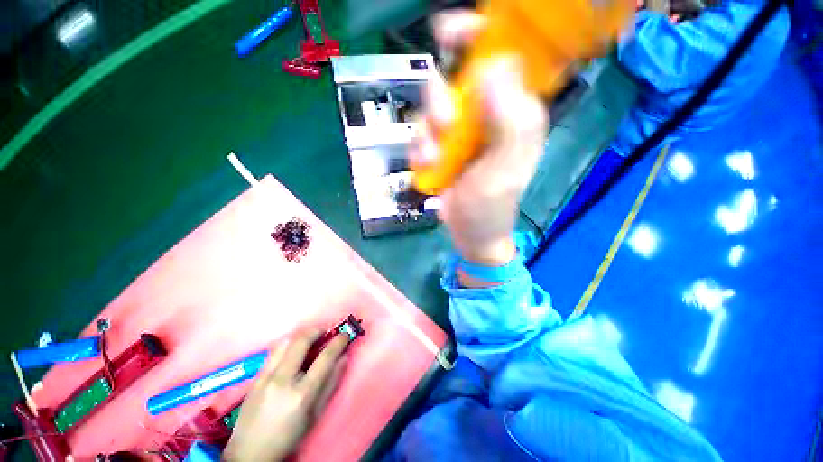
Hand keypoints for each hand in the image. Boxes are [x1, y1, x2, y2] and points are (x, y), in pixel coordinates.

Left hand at [223, 331, 347, 461]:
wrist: (249, 453)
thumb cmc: (289, 437)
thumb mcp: (315, 414)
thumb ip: (331, 383)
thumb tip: (344, 357)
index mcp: (302, 395)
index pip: (325, 358)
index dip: (338, 342)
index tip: (344, 336)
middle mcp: (282, 381)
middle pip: (301, 341)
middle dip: (317, 330)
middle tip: (325, 331)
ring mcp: (265, 378)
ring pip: (285, 342)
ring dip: (301, 336)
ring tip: (309, 340)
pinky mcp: (254, 378)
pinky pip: (273, 352)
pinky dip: (287, 346)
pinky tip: (291, 353)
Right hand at [414, 12, 547, 273]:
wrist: (470, 232)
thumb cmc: (491, 206)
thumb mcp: (504, 169)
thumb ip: (509, 122)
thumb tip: (493, 68)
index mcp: (513, 112)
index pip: (500, 56)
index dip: (478, 35)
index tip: (451, 33)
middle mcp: (486, 114)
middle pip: (455, 77)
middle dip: (441, 99)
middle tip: (445, 126)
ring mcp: (460, 131)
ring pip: (431, 106)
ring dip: (427, 132)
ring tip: (435, 159)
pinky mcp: (440, 146)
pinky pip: (420, 133)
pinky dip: (419, 149)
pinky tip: (427, 167)